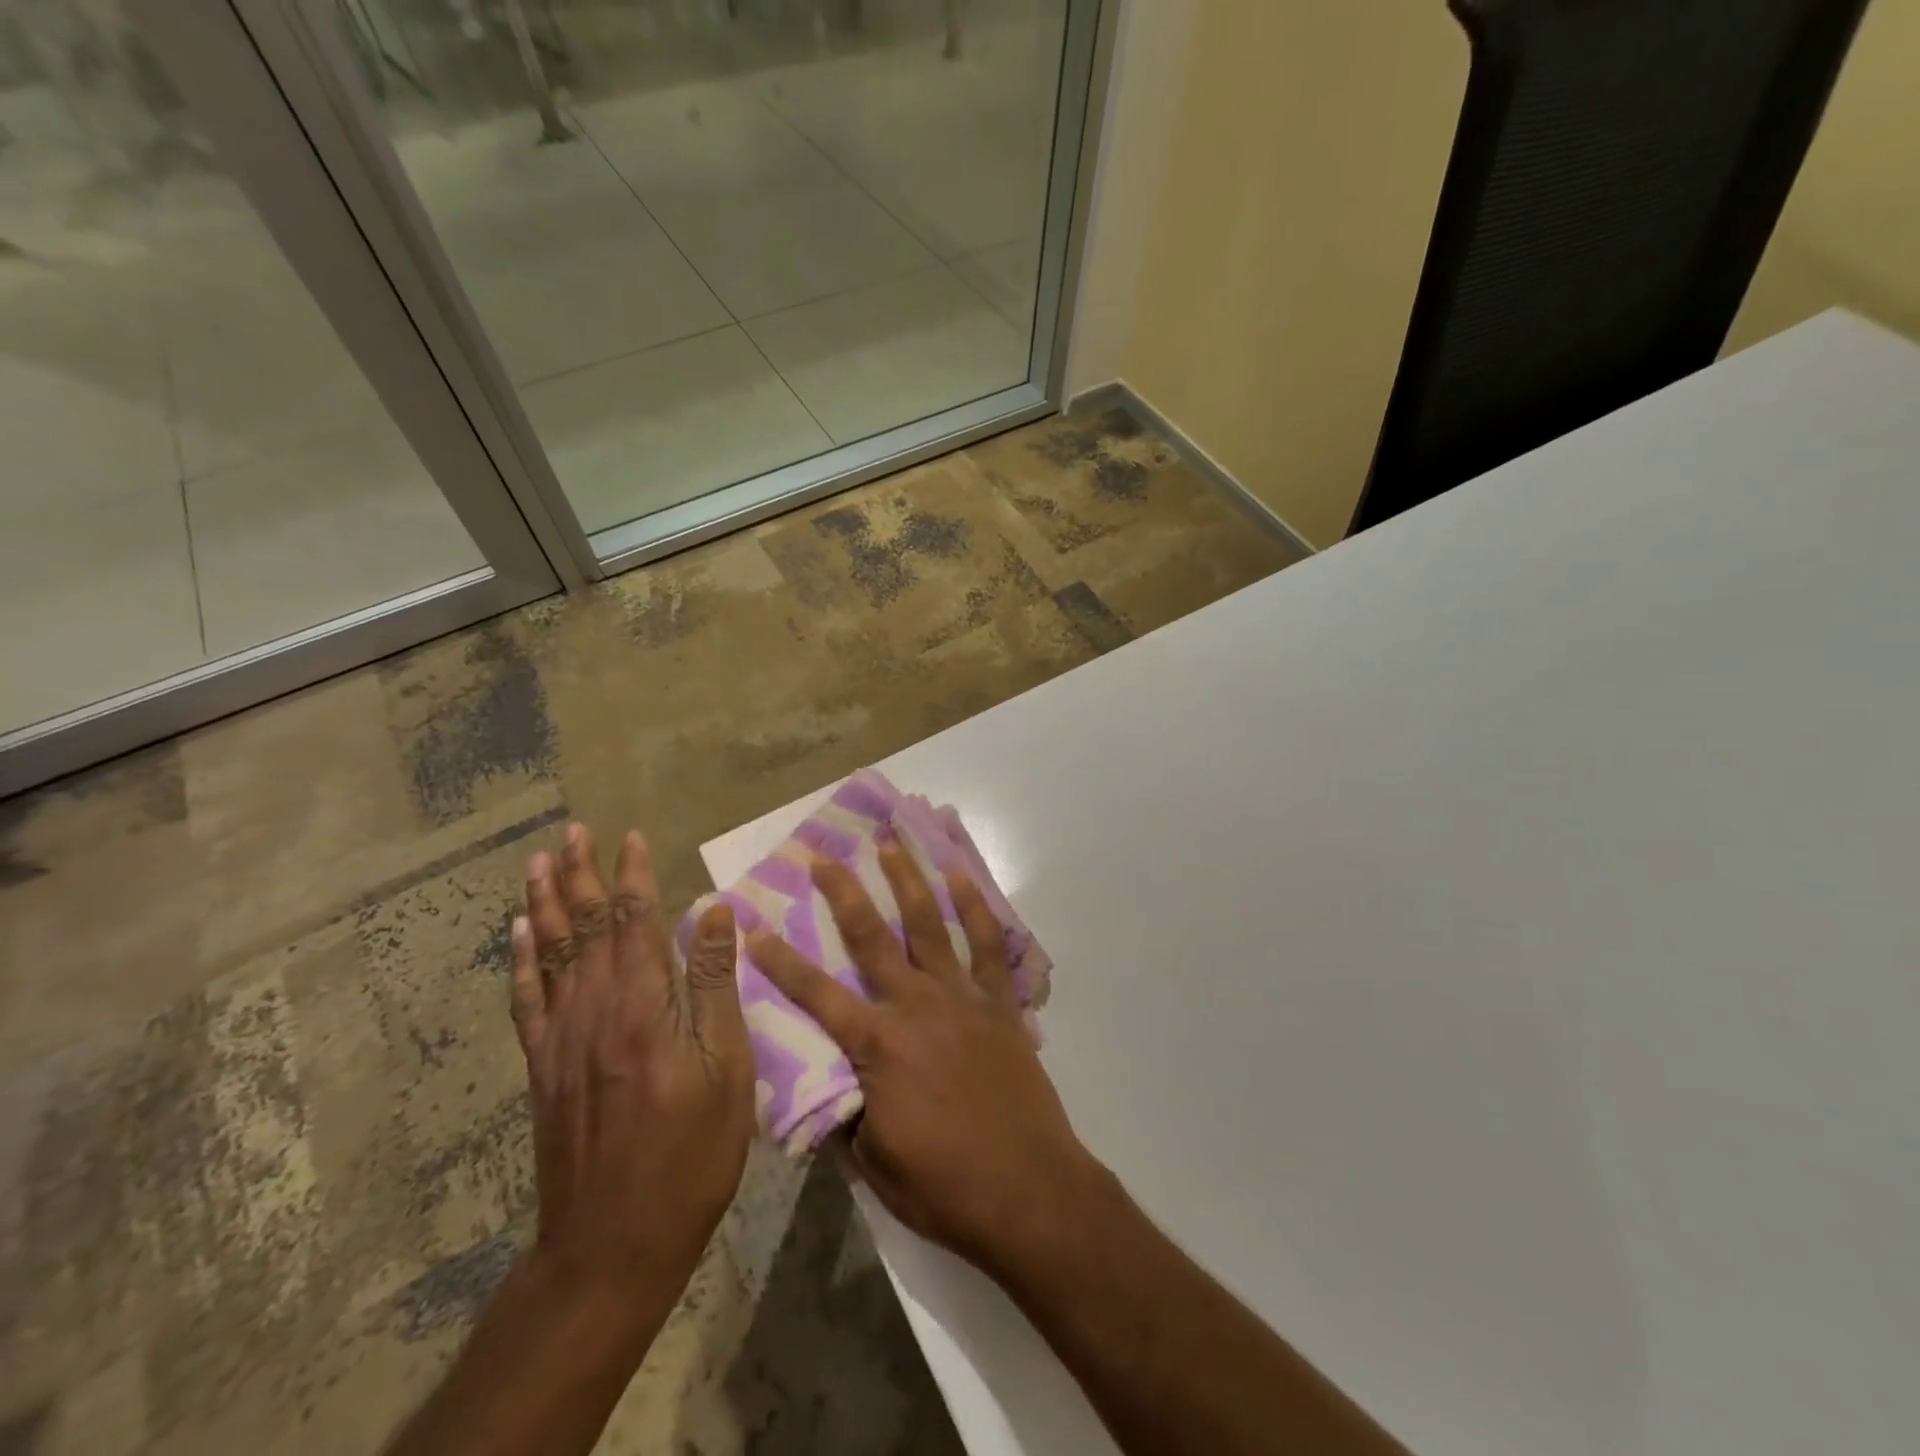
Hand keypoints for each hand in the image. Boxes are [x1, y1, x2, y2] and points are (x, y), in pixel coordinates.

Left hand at [510, 824, 754, 1303]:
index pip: (636, 922)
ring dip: (545, 903)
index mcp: (643, 1006)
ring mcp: (561, 1039)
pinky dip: (521, 961)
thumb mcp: (727, 1069)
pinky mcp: (543, 1068)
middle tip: (571, 832)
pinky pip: (527, 1000)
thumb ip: (716, 986)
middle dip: (581, 875)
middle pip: (585, 927)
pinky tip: (519, 934)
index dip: (632, 876)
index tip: (629, 836)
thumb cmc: (691, 1152)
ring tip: (538, 863)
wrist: (613, 1241)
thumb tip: (713, 912)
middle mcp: (594, 1009)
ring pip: (550, 954)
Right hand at [745, 840, 1101, 1274]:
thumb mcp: (874, 1165)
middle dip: (843, 894)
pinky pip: (988, 944)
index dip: (781, 963)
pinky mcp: (1000, 1002)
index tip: (755, 928)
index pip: (816, 996)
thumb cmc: (946, 1186)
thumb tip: (820, 1086)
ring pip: (929, 924)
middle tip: (824, 858)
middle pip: (871, 938)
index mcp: (878, 1046)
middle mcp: (916, 1005)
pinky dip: (975, 907)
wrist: (1029, 1190)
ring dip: (907, 881)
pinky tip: (962, 877)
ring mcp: (962, 997)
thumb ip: (843, 1116)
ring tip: (890, 844)